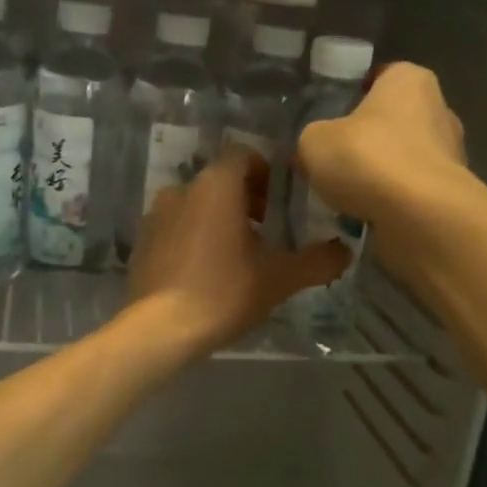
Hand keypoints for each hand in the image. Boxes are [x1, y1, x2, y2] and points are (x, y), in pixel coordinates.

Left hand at [126, 150, 348, 359]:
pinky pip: (175, 228)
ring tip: (237, 255)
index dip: (267, 174)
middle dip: (245, 199)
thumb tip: (344, 251)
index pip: (245, 156)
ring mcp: (156, 215)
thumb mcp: (280, 278)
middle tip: (266, 232)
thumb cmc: (224, 292)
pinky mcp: (142, 242)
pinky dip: (193, 238)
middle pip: (220, 181)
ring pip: (196, 205)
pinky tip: (205, 272)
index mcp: (216, 185)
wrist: (160, 330)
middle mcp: (181, 189)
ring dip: (218, 219)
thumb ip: (318, 261)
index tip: (281, 204)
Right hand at [295, 62, 466, 226]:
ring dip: (379, 173)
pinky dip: (392, 200)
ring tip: (346, 194)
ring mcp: (451, 152)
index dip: (353, 95)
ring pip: (403, 157)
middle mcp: (438, 108)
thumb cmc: (368, 158)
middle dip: (367, 139)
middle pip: (392, 119)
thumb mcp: (315, 141)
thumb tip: (313, 152)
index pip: (379, 77)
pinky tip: (367, 214)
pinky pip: (412, 190)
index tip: (331, 118)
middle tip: (334, 159)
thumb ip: (313, 138)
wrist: (420, 215)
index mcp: (408, 79)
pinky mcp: (451, 191)